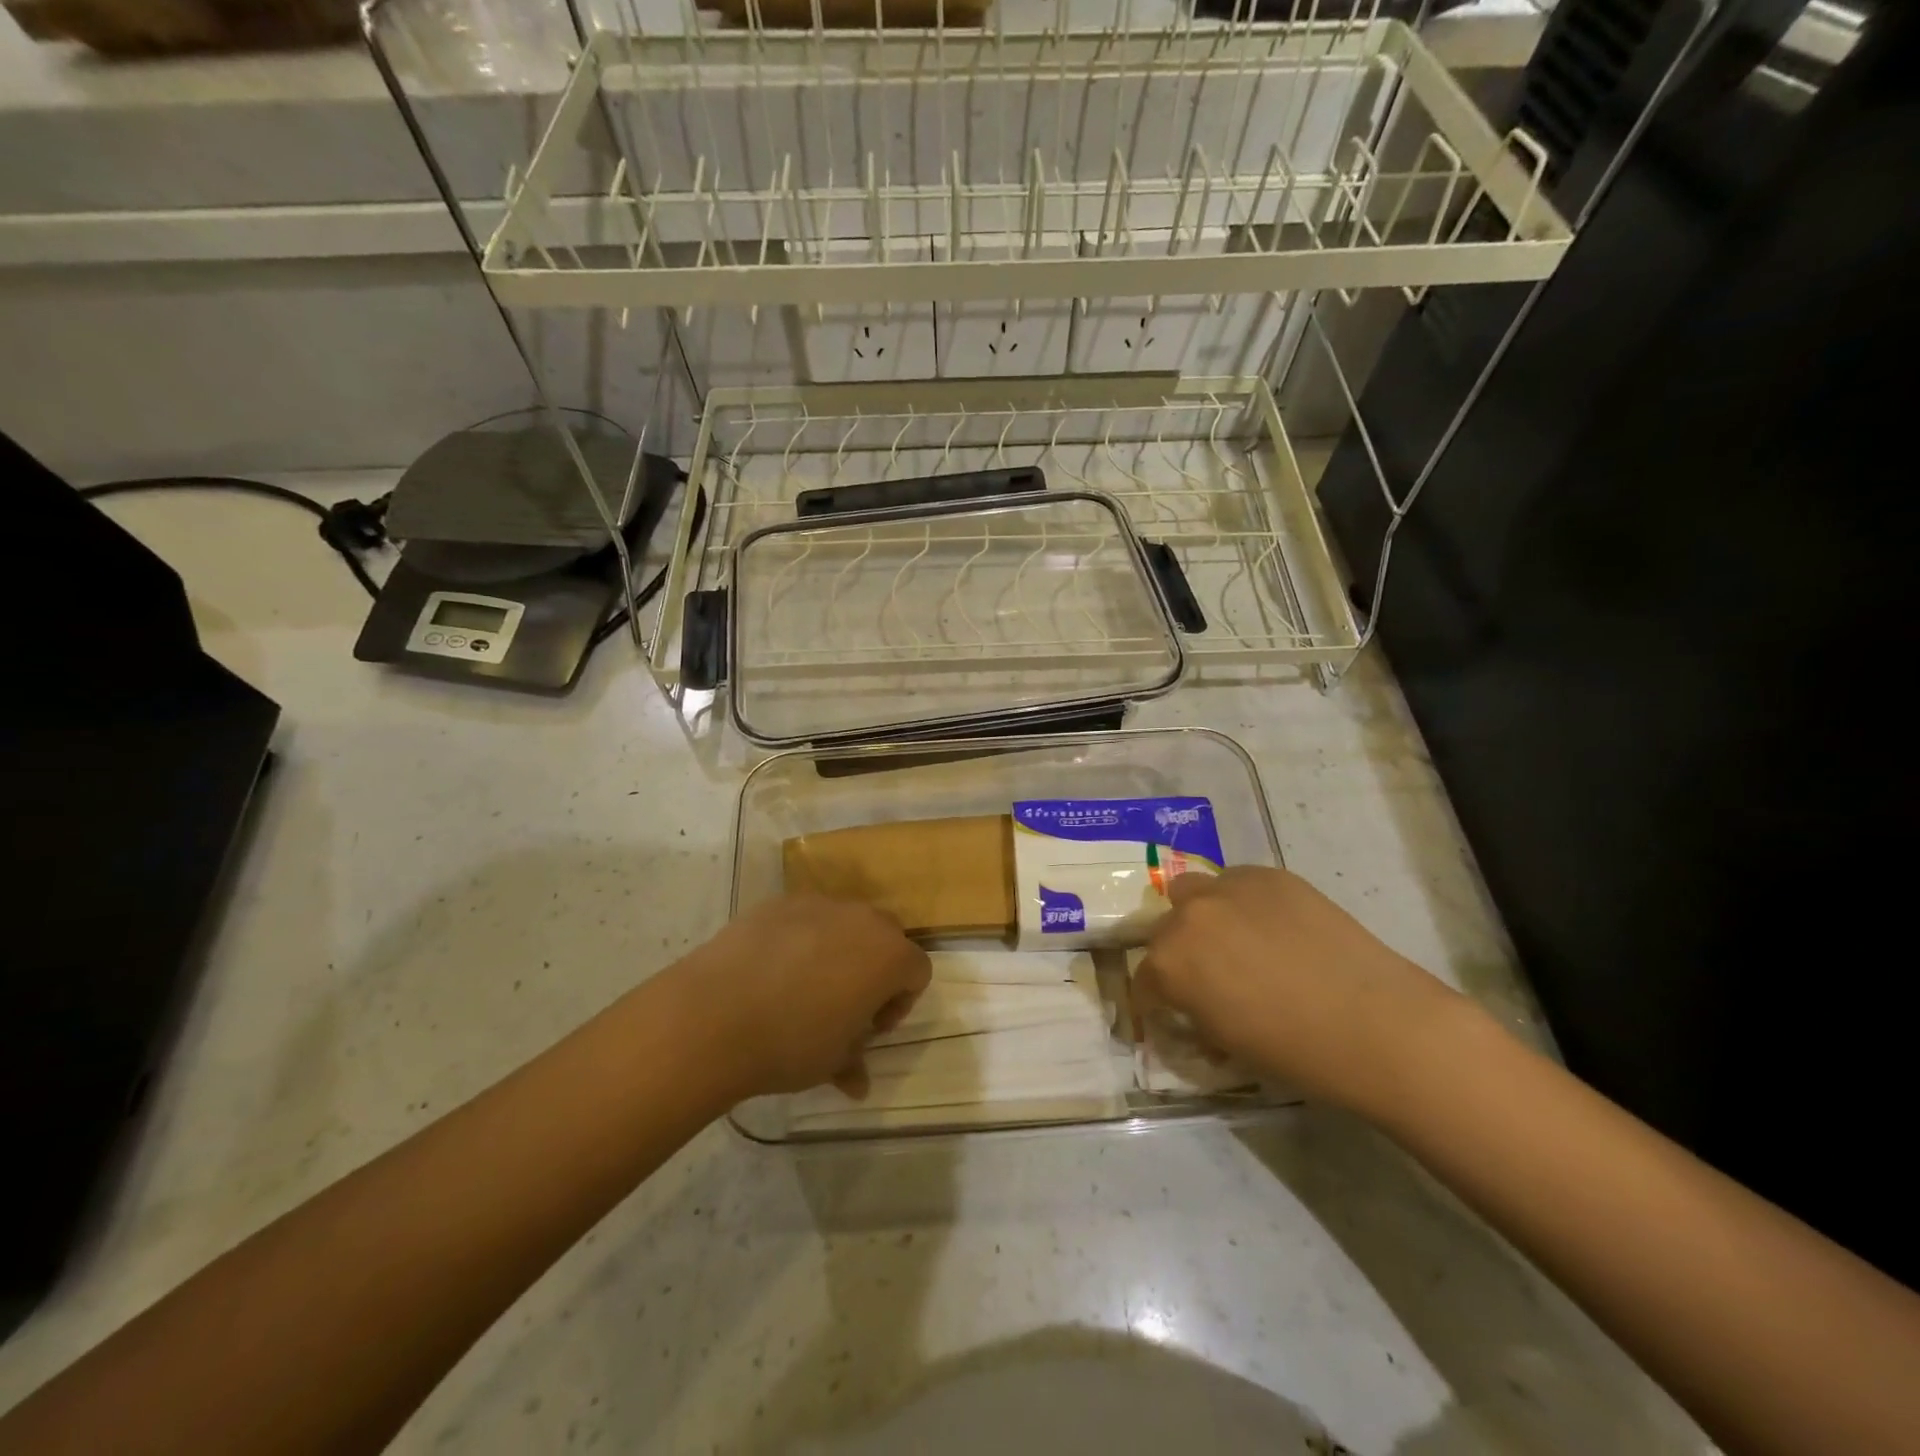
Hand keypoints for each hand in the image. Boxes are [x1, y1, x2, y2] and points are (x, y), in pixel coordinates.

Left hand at [668, 894, 931, 1101]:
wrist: (715, 1013)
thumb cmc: (791, 1042)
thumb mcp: (831, 1062)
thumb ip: (854, 1062)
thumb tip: (858, 1083)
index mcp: (889, 956)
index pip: (917, 971)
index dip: (900, 1002)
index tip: (870, 1028)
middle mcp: (862, 919)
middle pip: (886, 937)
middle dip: (874, 968)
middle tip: (844, 1004)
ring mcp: (819, 904)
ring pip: (844, 923)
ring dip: (837, 949)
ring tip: (803, 986)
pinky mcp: (779, 902)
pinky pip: (804, 918)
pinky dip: (799, 938)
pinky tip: (770, 970)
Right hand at [1135, 866, 1463, 1114]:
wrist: (1375, 1023)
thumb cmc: (1295, 1051)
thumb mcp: (1226, 1044)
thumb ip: (1196, 1015)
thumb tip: (1196, 1009)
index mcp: (1169, 963)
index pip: (1143, 981)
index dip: (1154, 1001)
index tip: (1168, 1012)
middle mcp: (1187, 917)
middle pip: (1163, 929)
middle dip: (1177, 954)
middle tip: (1207, 976)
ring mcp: (1228, 888)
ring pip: (1193, 891)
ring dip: (1202, 915)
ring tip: (1234, 940)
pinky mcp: (1269, 875)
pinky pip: (1238, 882)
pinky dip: (1243, 903)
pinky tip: (1274, 928)